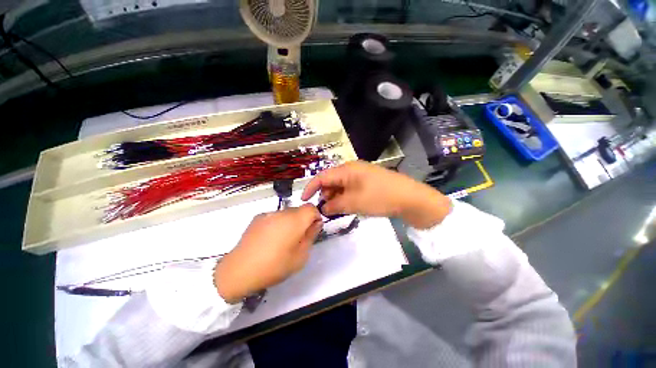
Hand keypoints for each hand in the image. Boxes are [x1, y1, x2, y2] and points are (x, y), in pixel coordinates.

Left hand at [213, 204, 322, 303]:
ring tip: (281, 241)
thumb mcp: (301, 256)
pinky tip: (269, 240)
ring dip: (290, 222)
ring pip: (286, 213)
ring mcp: (268, 214)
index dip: (315, 216)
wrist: (239, 271)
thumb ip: (311, 236)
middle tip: (297, 239)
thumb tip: (315, 224)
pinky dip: (277, 224)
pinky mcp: (257, 218)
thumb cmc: (274, 266)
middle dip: (303, 221)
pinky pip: (274, 217)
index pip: (311, 207)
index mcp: (295, 220)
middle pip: (299, 210)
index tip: (312, 229)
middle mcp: (282, 212)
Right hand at [302, 161, 451, 228]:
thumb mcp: (354, 203)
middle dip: (325, 195)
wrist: (410, 198)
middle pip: (331, 181)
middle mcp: (352, 169)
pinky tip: (349, 206)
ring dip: (336, 197)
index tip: (304, 200)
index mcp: (347, 169)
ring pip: (341, 186)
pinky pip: (351, 188)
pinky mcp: (367, 182)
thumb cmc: (380, 197)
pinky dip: (346, 197)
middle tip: (325, 210)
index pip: (322, 176)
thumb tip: (323, 208)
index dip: (311, 188)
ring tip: (338, 210)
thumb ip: (335, 205)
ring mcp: (361, 175)